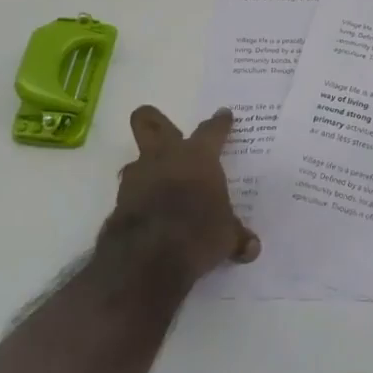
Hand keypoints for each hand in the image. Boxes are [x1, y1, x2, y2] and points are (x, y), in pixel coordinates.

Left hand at [100, 105, 260, 282]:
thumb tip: (253, 248)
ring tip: (154, 179)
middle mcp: (166, 157)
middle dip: (153, 120)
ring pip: (135, 158)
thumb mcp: (225, 237)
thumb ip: (236, 236)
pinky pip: (128, 191)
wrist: (148, 257)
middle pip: (151, 122)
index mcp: (199, 156)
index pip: (212, 130)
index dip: (219, 123)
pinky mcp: (119, 201)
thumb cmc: (198, 233)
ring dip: (144, 165)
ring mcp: (138, 176)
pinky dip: (136, 197)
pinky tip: (144, 211)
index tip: (224, 115)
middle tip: (160, 126)